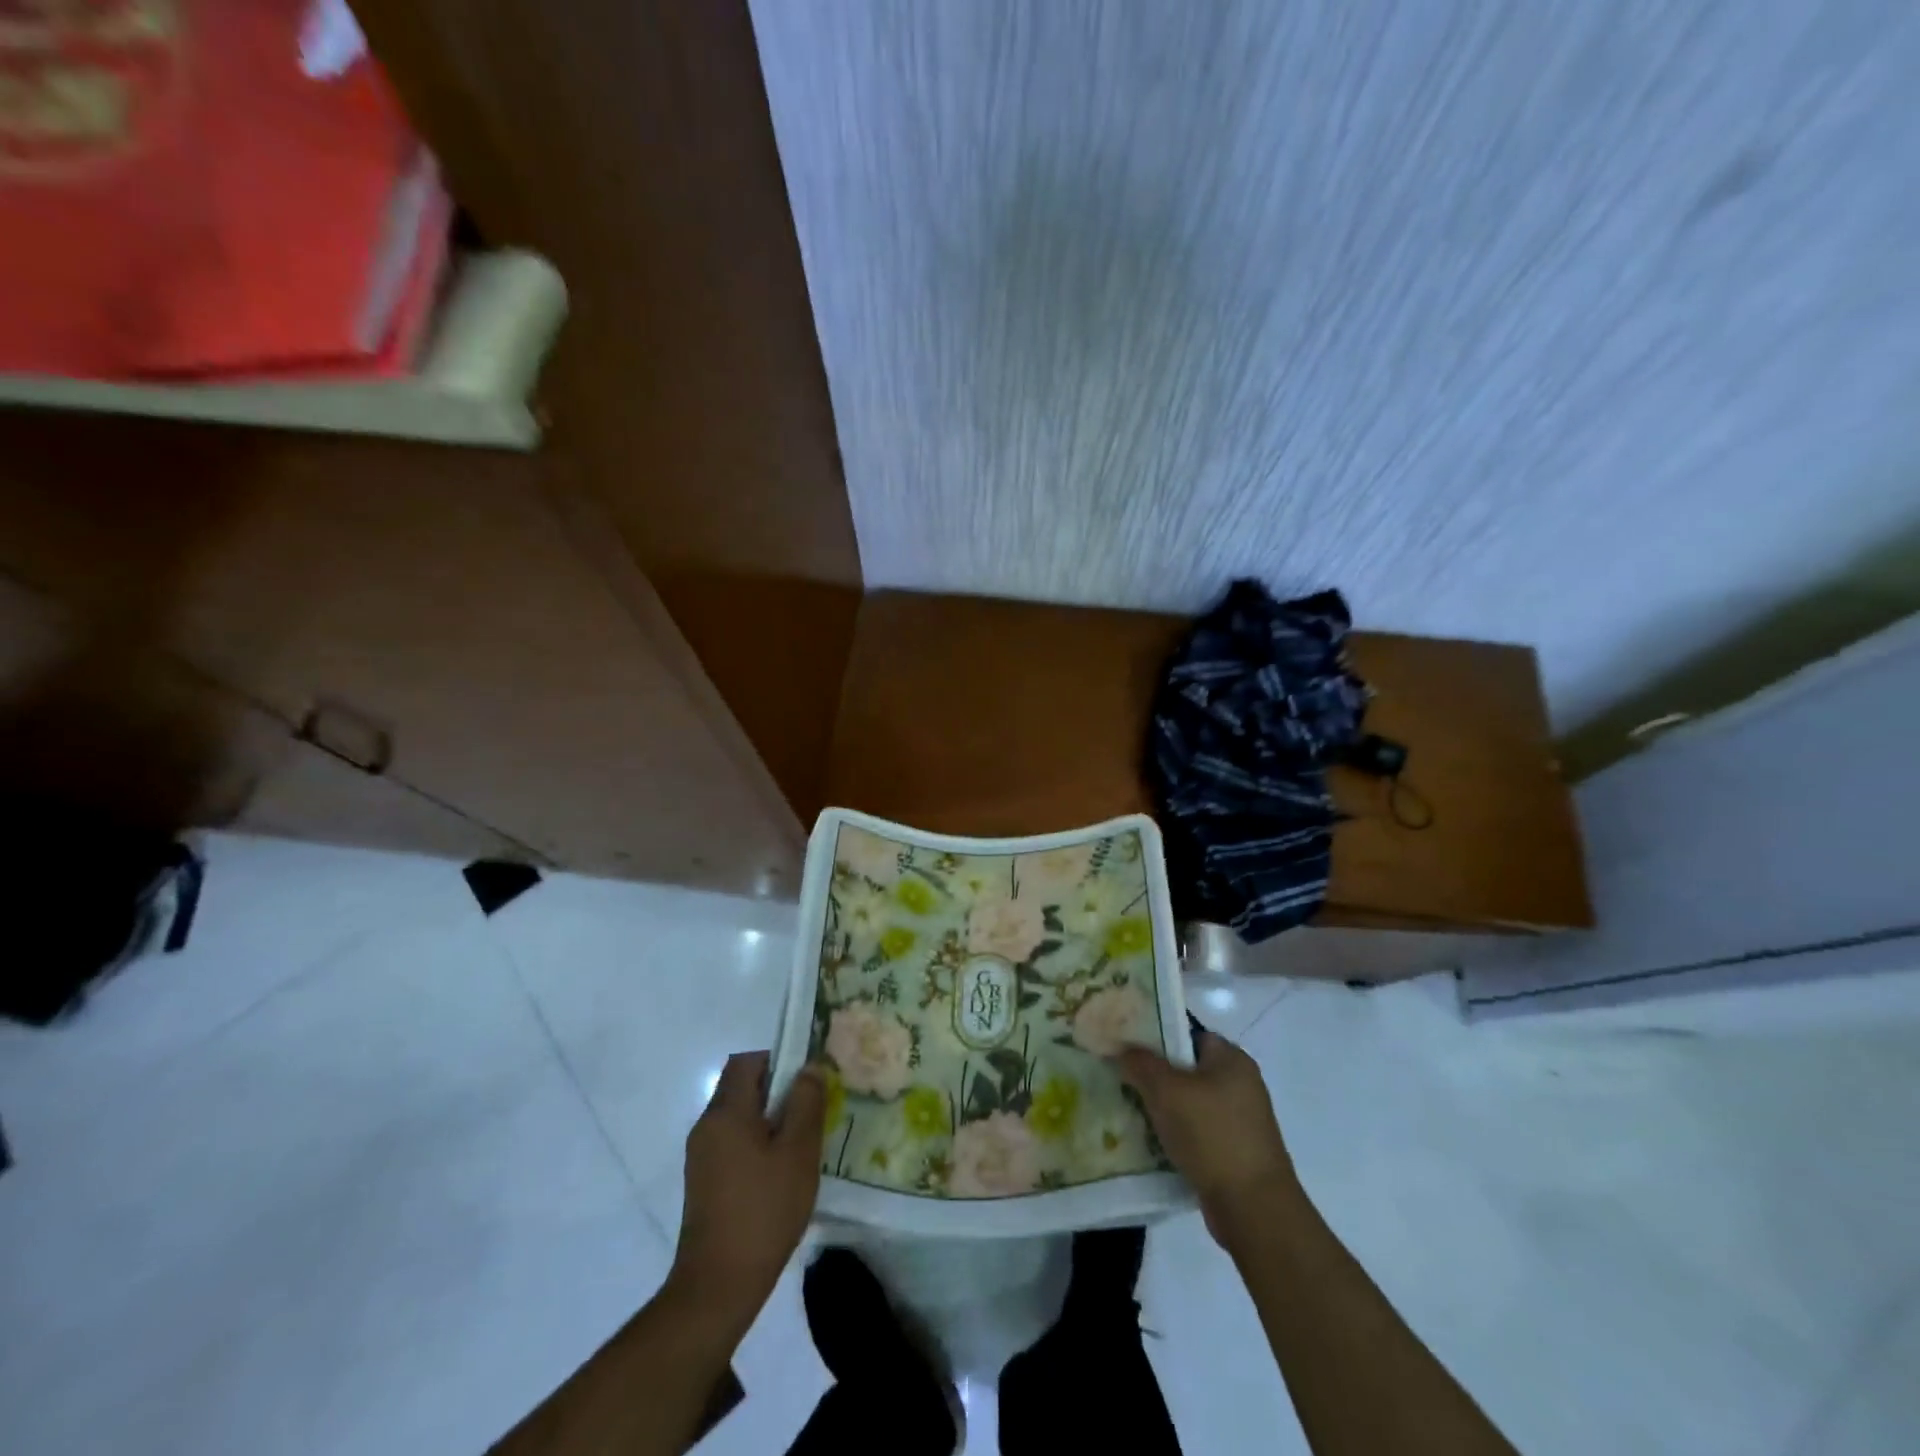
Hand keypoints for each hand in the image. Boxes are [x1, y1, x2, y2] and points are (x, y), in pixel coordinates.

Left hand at [668, 1051, 826, 1332]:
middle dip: (777, 1090)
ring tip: (801, 1143)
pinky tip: (781, 1171)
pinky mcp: (703, 1181)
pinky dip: (756, 1143)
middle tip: (811, 1110)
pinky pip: (732, 1142)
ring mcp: (701, 1155)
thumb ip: (806, 1102)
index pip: (747, 1061)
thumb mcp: (798, 1151)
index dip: (778, 1060)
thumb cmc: (764, 1210)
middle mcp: (707, 1125)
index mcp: (726, 1112)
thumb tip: (809, 1067)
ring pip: (738, 1116)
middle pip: (741, 1086)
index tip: (806, 1080)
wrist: (718, 1285)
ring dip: (769, 1118)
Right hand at [1118, 1030, 1300, 1249]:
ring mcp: (1240, 1121)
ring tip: (1128, 1108)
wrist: (1253, 1210)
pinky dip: (1175, 1134)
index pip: (1189, 1033)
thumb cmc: (1212, 1135)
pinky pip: (1196, 1132)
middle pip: (1187, 1069)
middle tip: (1121, 1077)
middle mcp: (1241, 1085)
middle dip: (1154, 1075)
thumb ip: (1140, 1063)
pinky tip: (1149, 1141)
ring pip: (1189, 1103)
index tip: (1126, 1045)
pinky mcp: (1234, 1152)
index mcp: (1232, 1059)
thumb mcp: (1166, 1090)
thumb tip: (1121, 1048)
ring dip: (1162, 1108)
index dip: (1156, 1035)